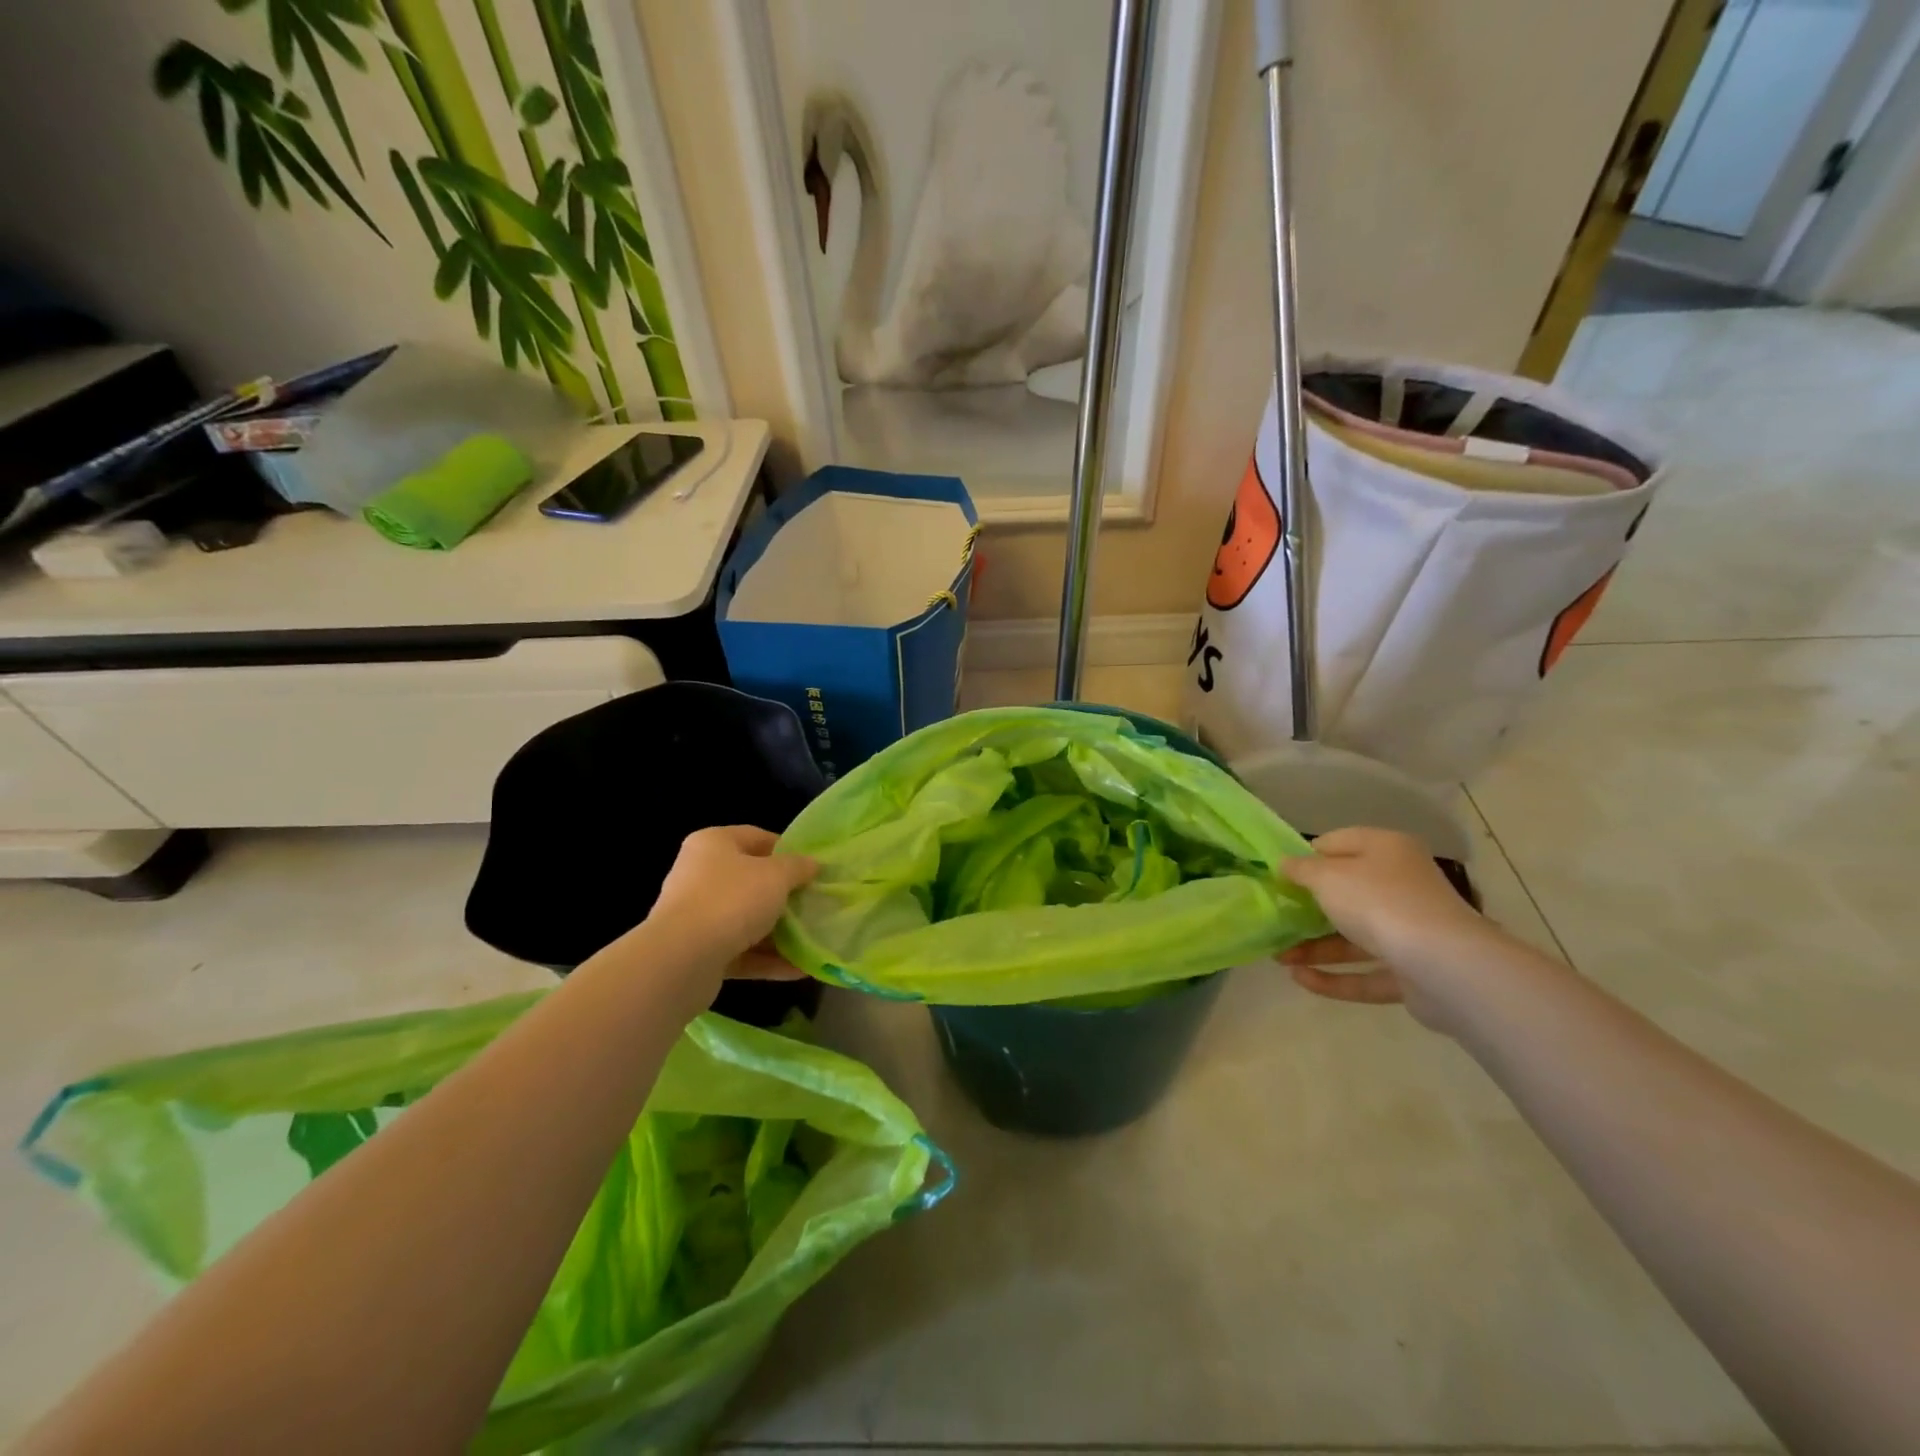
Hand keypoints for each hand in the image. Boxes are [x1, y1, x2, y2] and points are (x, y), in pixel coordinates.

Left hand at [647, 826, 817, 980]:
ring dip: (779, 931)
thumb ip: (798, 867)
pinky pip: (741, 951)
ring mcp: (697, 916)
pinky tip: (800, 968)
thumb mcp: (776, 875)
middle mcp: (700, 875)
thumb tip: (813, 864)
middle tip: (816, 903)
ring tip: (814, 939)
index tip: (813, 867)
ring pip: (747, 919)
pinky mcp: (699, 953)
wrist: (683, 960)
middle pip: (751, 881)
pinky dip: (768, 959)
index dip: (787, 849)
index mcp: (713, 844)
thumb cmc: (732, 900)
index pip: (756, 837)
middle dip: (785, 894)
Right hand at [1279, 827, 1502, 1031]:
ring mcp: (1410, 930)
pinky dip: (1334, 977)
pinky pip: (1366, 972)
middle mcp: (1402, 885)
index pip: (1339, 843)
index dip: (1306, 856)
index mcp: (1387, 850)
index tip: (1277, 874)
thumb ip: (1301, 870)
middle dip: (1308, 908)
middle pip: (1347, 892)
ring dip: (1314, 946)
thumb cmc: (1378, 902)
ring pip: (1354, 936)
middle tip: (1274, 916)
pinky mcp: (1413, 972)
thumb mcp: (1326, 876)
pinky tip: (1299, 979)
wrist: (1444, 966)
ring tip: (1276, 957)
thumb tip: (1285, 865)